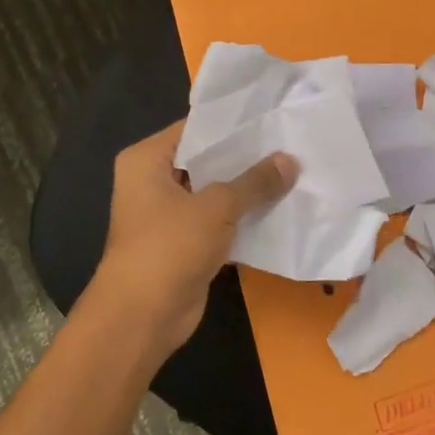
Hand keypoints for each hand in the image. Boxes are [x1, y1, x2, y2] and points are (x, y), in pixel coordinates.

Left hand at [91, 120, 294, 355]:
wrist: (142, 317)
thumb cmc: (169, 246)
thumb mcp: (217, 207)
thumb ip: (255, 182)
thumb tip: (290, 160)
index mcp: (146, 160)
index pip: (194, 129)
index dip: (232, 124)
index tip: (271, 117)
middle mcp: (152, 182)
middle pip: (205, 161)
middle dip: (244, 158)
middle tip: (289, 143)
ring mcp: (167, 215)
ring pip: (214, 193)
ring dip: (246, 191)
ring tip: (292, 172)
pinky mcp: (184, 244)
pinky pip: (218, 222)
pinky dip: (242, 219)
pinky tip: (279, 209)